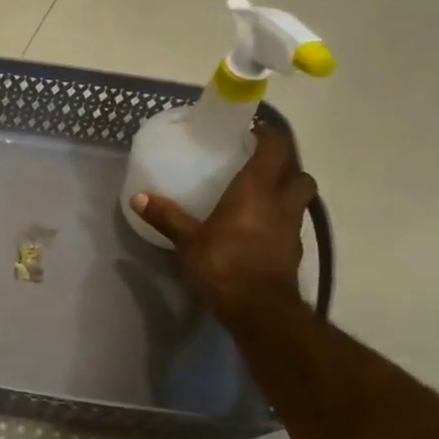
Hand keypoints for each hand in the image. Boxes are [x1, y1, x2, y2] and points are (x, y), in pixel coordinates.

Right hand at [133, 119, 316, 326]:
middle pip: (298, 172)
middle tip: (262, 164)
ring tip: (263, 195)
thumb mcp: (187, 241)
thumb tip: (138, 197)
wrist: (258, 309)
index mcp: (256, 190)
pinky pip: (292, 223)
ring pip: (300, 198)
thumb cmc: (223, 265)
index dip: (268, 134)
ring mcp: (292, 228)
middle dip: (285, 164)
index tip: (253, 130)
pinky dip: (281, 219)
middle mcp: (281, 202)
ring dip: (287, 191)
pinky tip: (261, 228)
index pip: (275, 148)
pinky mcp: (293, 251)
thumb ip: (167, 216)